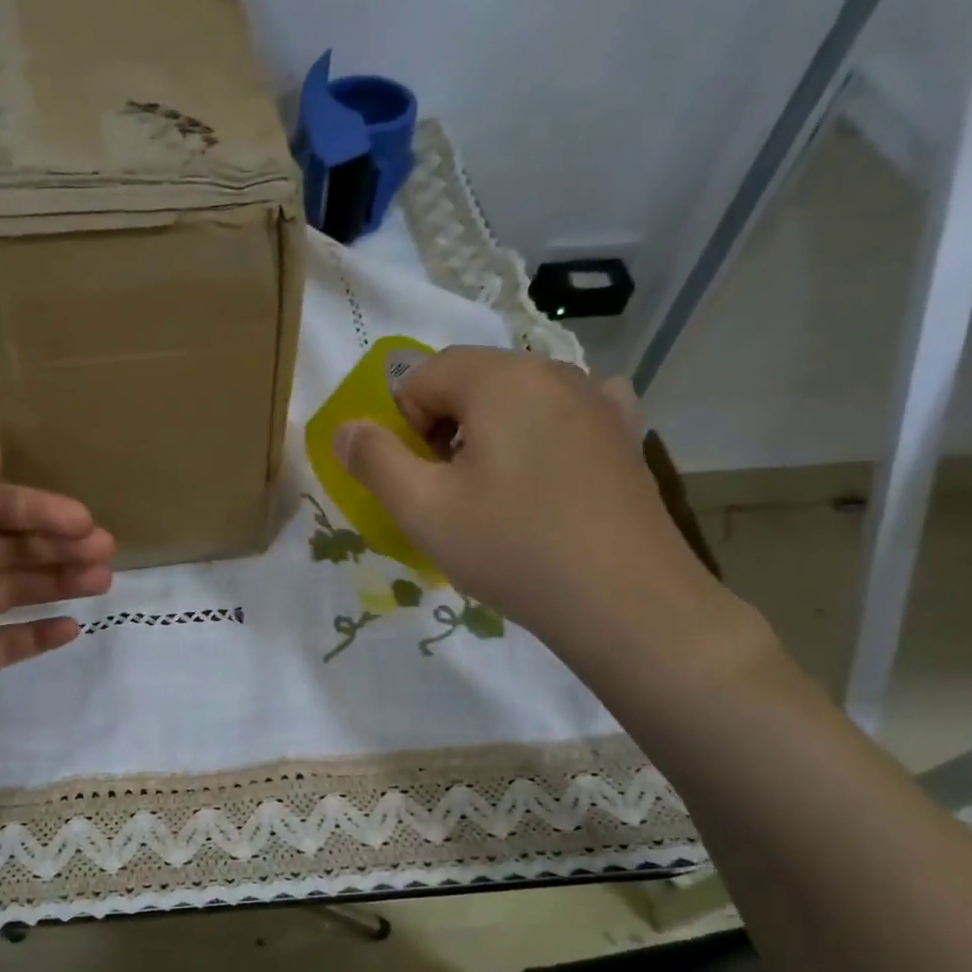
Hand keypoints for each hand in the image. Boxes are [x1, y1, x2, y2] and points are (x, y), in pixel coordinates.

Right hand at [332, 348, 736, 670]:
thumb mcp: (422, 510)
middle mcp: (553, 371)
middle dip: (443, 430)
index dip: (402, 427)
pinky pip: (566, 415)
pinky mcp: (626, 434)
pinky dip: (541, 435)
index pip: (422, 375)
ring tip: (497, 496)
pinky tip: (546, 475)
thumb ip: (373, 460)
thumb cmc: (512, 549)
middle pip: (471, 381)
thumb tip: (345, 428)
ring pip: (517, 399)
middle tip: (450, 494)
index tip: (418, 480)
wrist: (624, 601)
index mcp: (500, 378)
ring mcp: (599, 399)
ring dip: (489, 435)